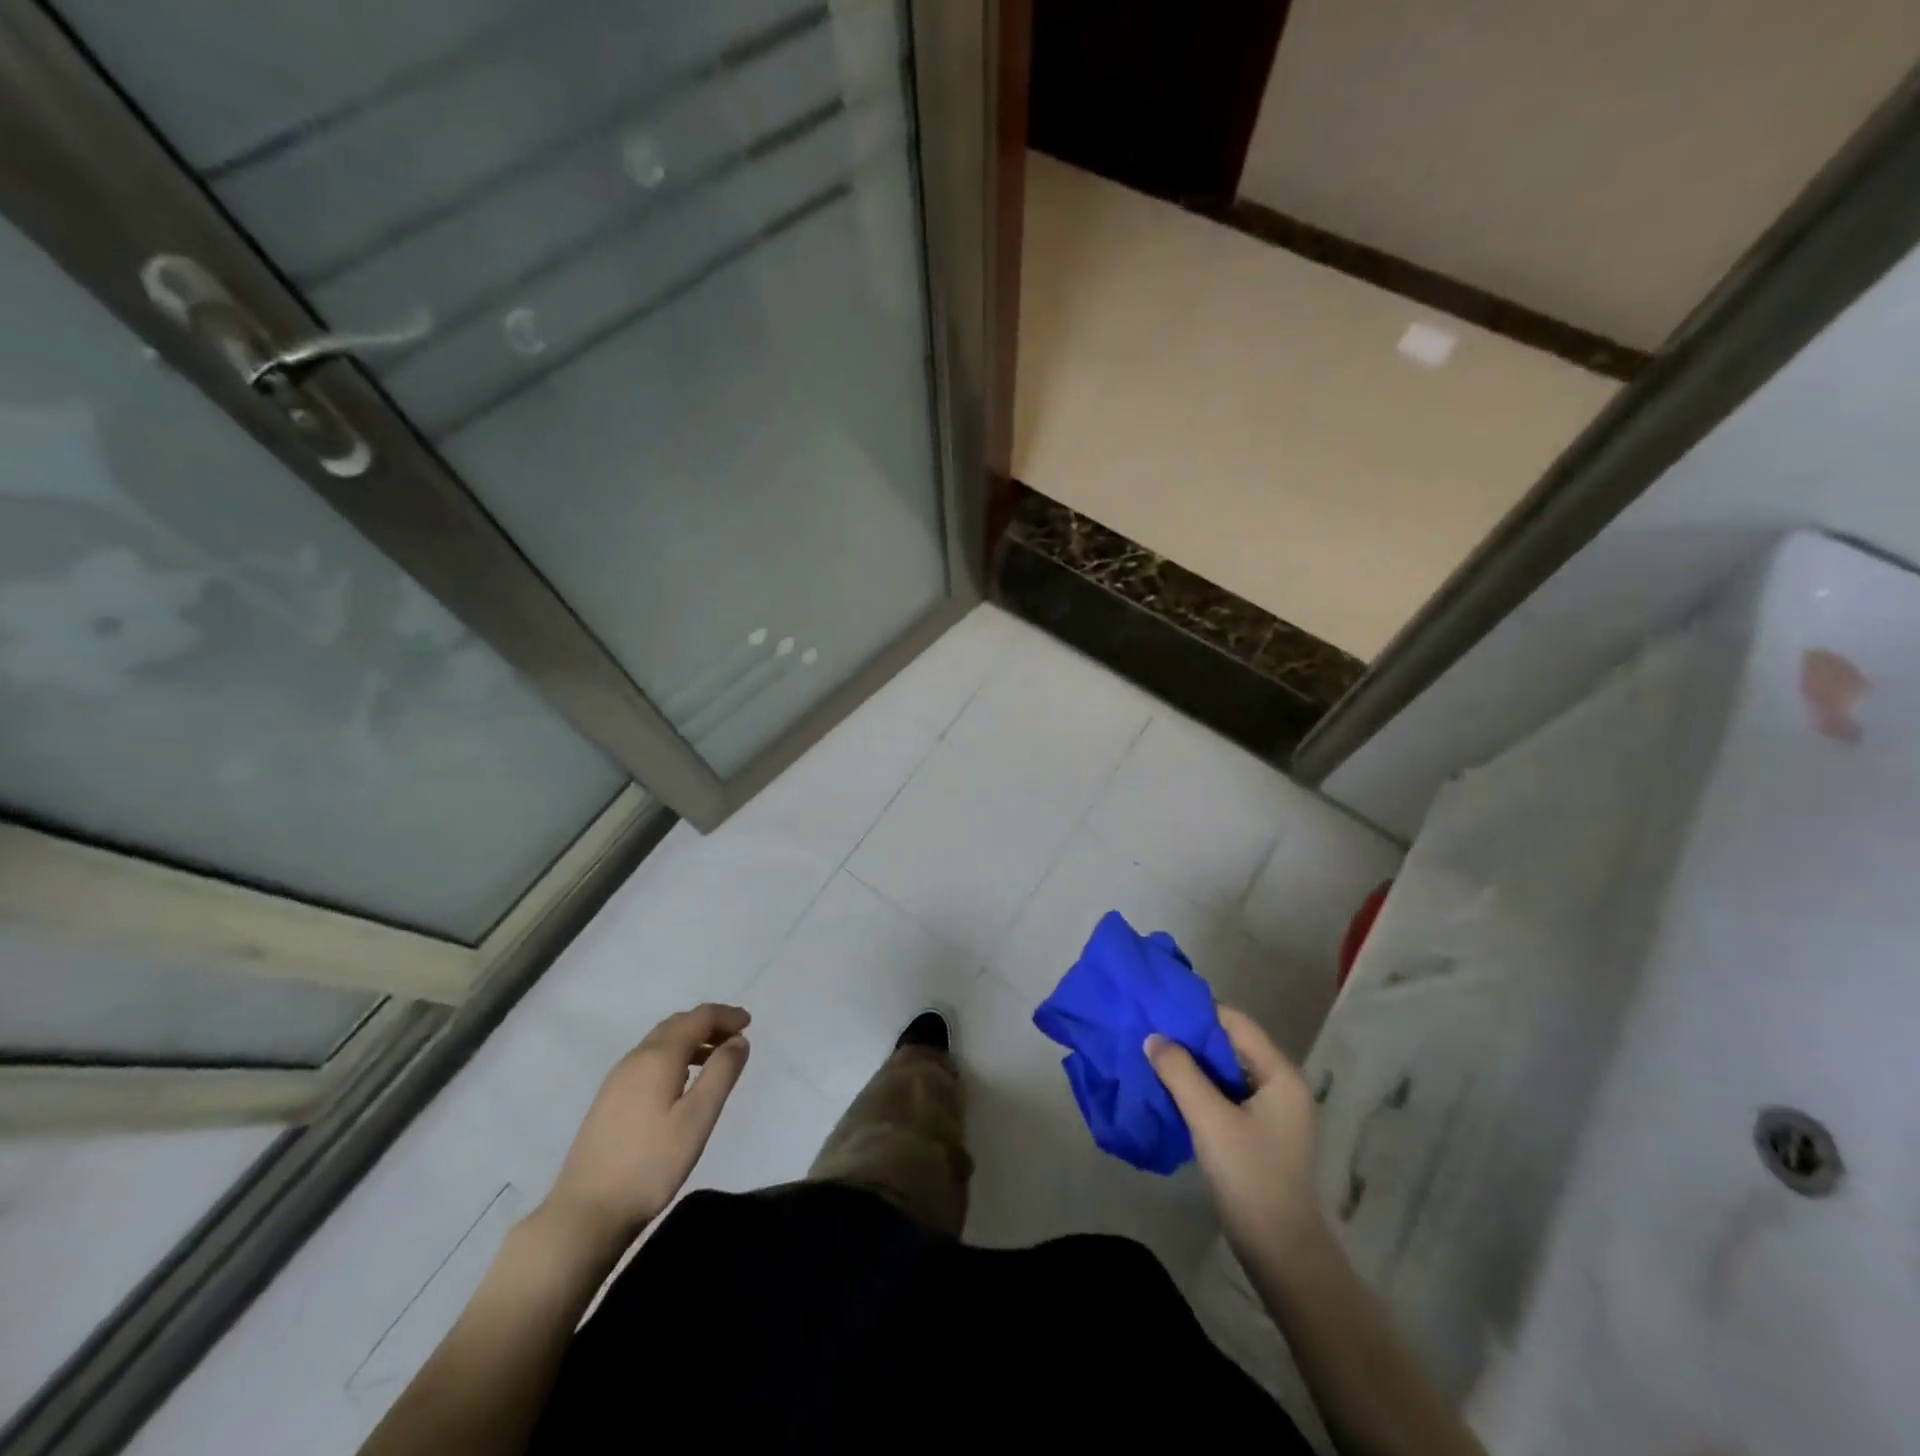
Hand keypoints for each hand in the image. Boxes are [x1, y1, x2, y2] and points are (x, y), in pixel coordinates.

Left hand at [539, 1003, 750, 1246]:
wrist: (586, 1211)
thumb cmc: (651, 1164)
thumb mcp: (698, 1118)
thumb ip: (721, 1073)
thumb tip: (738, 1040)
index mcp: (658, 1057)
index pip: (698, 1017)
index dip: (726, 1015)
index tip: (749, 1023)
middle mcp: (635, 1058)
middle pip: (677, 1024)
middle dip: (709, 1023)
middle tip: (735, 1037)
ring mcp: (617, 1078)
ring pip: (660, 1041)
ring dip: (690, 1039)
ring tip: (714, 1058)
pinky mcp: (608, 1099)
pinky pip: (648, 1059)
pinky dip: (673, 1055)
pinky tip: (681, 1081)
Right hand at [1146, 1004, 1323, 1266]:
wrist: (1281, 1253)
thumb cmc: (1250, 1177)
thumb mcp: (1209, 1119)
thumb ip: (1180, 1072)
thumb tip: (1153, 1037)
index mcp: (1280, 1074)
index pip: (1235, 1022)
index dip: (1197, 1011)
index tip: (1159, 1006)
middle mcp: (1281, 1084)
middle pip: (1231, 1044)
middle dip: (1191, 1037)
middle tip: (1150, 1029)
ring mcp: (1272, 1111)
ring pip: (1226, 1070)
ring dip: (1193, 1063)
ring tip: (1154, 1054)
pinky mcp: (1260, 1132)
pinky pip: (1227, 1094)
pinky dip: (1201, 1086)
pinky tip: (1172, 1088)